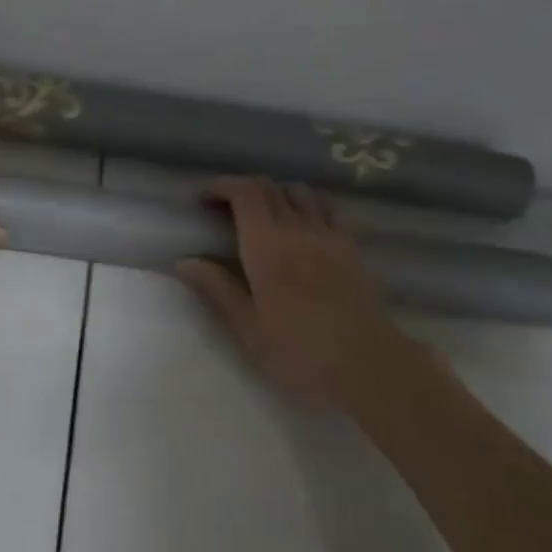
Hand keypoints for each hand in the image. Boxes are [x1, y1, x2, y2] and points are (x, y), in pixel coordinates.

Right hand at [176, 178, 419, 412]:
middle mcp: (297, 229)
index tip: (201, 200)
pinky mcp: (352, 246)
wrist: (367, 365)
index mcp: (267, 245)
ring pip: (300, 192)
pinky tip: (304, 225)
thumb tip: (183, 261)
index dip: (220, 187)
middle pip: (269, 187)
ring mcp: (329, 234)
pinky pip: (329, 208)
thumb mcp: (248, 328)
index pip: (244, 192)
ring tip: (263, 216)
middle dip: (242, 190)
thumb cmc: (299, 352)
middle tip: (223, 210)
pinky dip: (309, 204)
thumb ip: (217, 288)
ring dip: (276, 194)